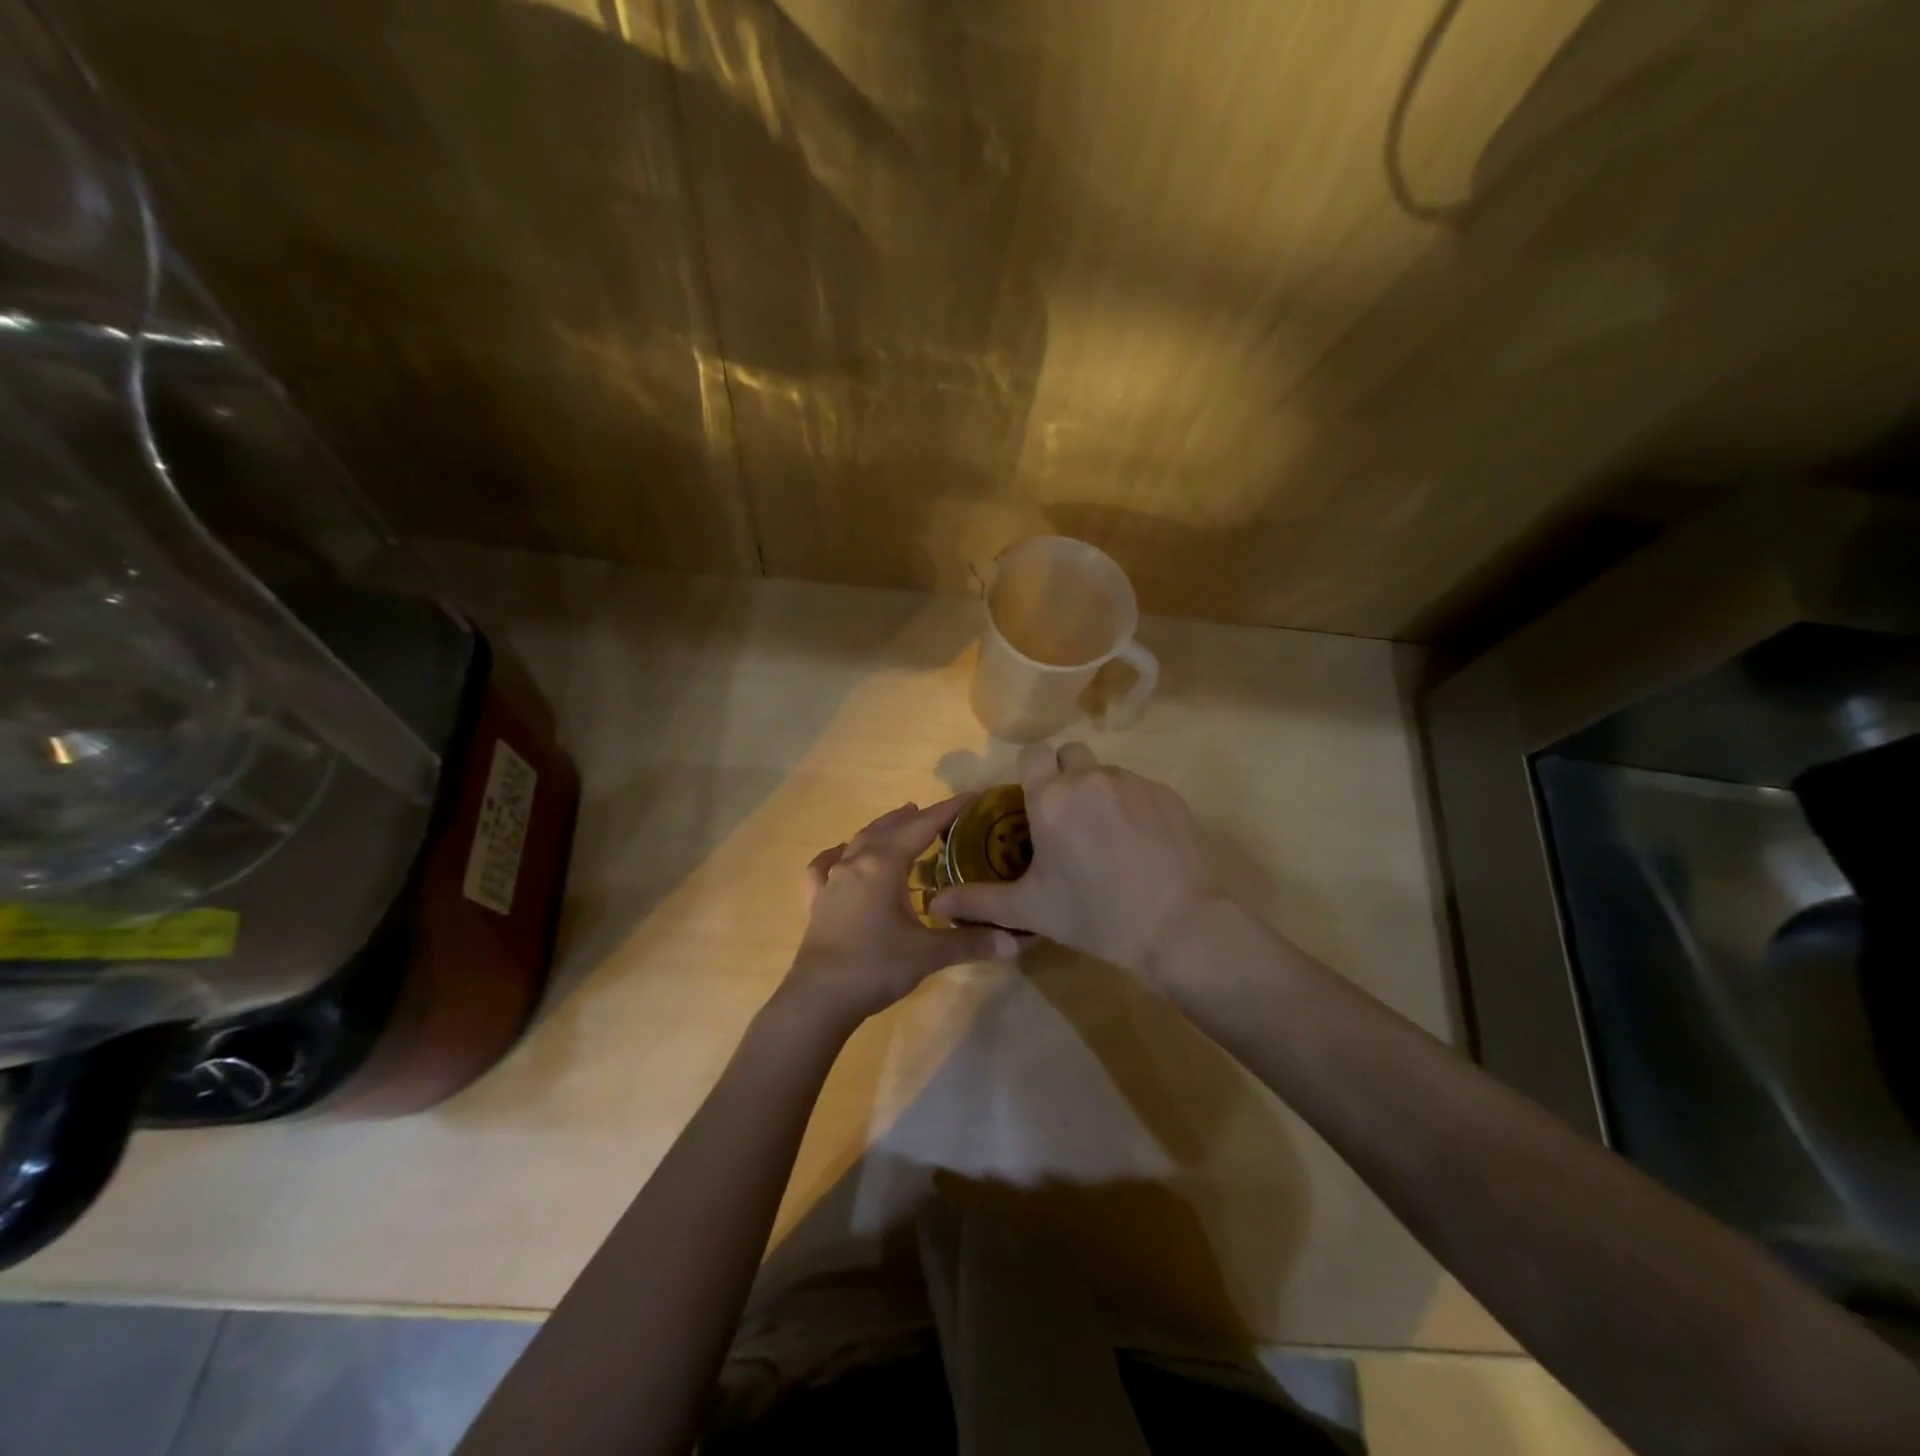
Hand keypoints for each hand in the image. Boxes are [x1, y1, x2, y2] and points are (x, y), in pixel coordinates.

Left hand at [784, 796, 1019, 1029]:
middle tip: (938, 813)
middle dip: (915, 817)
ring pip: (859, 841)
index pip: (921, 828)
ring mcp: (832, 880)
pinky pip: (824, 867)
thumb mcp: (929, 954)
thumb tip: (1016, 942)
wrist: (820, 998)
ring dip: (882, 829)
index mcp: (883, 865)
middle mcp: (856, 863)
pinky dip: (837, 855)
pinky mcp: (817, 901)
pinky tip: (841, 855)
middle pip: (888, 829)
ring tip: (899, 821)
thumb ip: (971, 942)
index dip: (947, 811)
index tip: (969, 797)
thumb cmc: (876, 966)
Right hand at [930, 742, 1218, 975]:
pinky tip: (1140, 845)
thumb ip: (979, 901)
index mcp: (1051, 797)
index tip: (1035, 803)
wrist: (1176, 926)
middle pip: (1070, 755)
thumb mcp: (1030, 910)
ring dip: (1099, 793)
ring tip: (1108, 839)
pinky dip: (1133, 806)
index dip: (1031, 772)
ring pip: (1106, 772)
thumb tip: (935, 904)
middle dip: (1065, 776)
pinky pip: (1139, 787)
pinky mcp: (1167, 794)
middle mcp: (1089, 778)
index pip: (1032, 753)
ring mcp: (1132, 782)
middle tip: (1069, 820)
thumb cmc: (1093, 915)